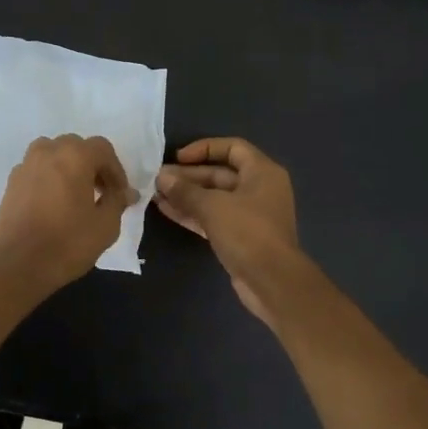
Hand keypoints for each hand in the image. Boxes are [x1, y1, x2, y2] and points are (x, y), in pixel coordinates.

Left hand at [0, 134, 137, 296]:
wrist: (18, 265)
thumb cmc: (68, 243)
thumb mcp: (106, 225)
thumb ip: (118, 201)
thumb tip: (126, 193)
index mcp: (74, 156)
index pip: (102, 149)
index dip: (116, 170)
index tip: (120, 194)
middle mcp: (47, 152)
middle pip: (76, 147)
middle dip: (92, 166)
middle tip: (101, 192)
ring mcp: (26, 165)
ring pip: (53, 154)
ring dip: (68, 167)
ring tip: (76, 194)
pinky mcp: (11, 183)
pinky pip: (37, 170)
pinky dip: (49, 178)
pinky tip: (54, 204)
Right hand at [153, 138, 302, 326]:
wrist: (272, 281)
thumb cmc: (247, 232)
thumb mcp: (213, 206)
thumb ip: (185, 191)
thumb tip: (162, 178)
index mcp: (262, 172)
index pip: (232, 147)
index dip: (204, 148)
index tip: (178, 157)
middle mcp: (259, 189)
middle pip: (220, 173)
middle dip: (188, 175)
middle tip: (158, 179)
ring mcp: (249, 214)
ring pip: (214, 198)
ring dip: (186, 195)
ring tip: (156, 194)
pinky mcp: (240, 236)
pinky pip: (213, 217)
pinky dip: (192, 213)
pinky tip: (166, 210)